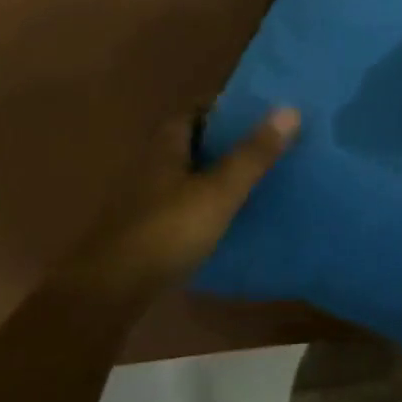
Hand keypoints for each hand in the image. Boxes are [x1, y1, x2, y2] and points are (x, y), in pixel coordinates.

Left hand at [76, 106, 299, 297]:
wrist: (111, 292)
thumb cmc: (167, 230)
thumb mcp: (219, 191)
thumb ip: (253, 154)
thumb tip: (290, 108)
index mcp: (165, 148)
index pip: (191, 113)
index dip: (220, 108)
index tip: (254, 110)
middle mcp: (151, 168)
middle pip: (188, 144)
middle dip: (221, 141)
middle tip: (262, 143)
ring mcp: (145, 203)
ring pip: (185, 176)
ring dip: (213, 174)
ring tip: (253, 178)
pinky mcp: (145, 234)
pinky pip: (182, 207)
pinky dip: (204, 205)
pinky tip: (227, 218)